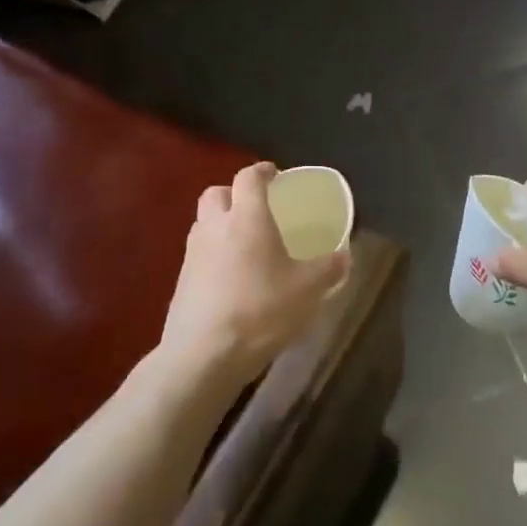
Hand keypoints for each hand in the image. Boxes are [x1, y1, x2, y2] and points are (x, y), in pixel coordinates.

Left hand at [159, 163, 350, 389]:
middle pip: (217, 193)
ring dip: (222, 223)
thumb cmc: (261, 311)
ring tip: (246, 244)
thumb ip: (329, 269)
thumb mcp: (309, 291)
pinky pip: (199, 254)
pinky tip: (232, 278)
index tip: (275, 174)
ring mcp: (193, 254)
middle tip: (257, 208)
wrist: (204, 354)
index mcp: (247, 219)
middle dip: (235, 194)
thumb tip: (345, 256)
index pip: (248, 177)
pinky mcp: (181, 281)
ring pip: (204, 223)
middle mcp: (215, 227)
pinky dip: (214, 254)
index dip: (262, 171)